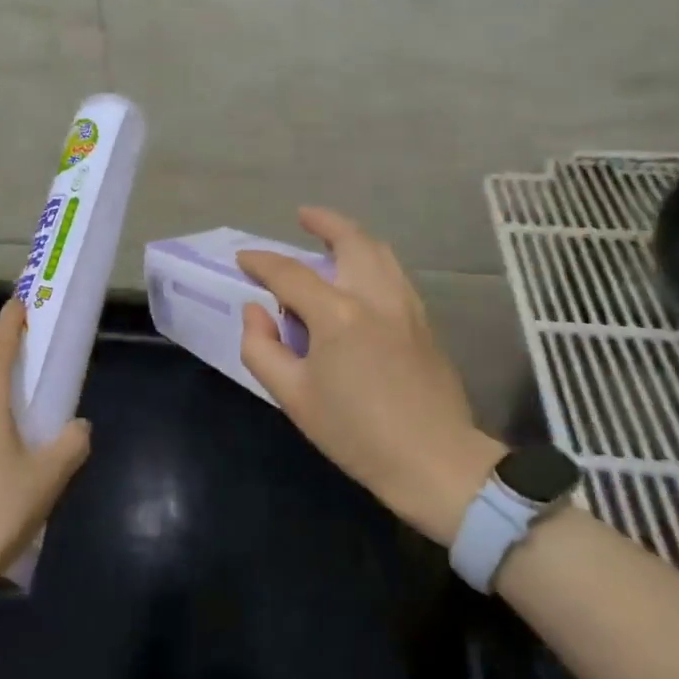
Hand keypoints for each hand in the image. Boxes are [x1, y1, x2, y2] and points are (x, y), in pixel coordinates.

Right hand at [237, 207, 500, 546]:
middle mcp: (376, 296)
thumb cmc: (356, 433)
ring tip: (332, 240)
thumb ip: (262, 347)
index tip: (243, 260)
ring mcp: (407, 306)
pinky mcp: (425, 321)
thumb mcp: (293, 397)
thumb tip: (255, 310)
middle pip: (351, 241)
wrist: (434, 461)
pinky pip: (394, 274)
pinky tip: (362, 277)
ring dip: (353, 237)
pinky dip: (373, 259)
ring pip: (380, 252)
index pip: (291, 273)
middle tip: (303, 216)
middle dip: (324, 222)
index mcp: (338, 314)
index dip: (262, 262)